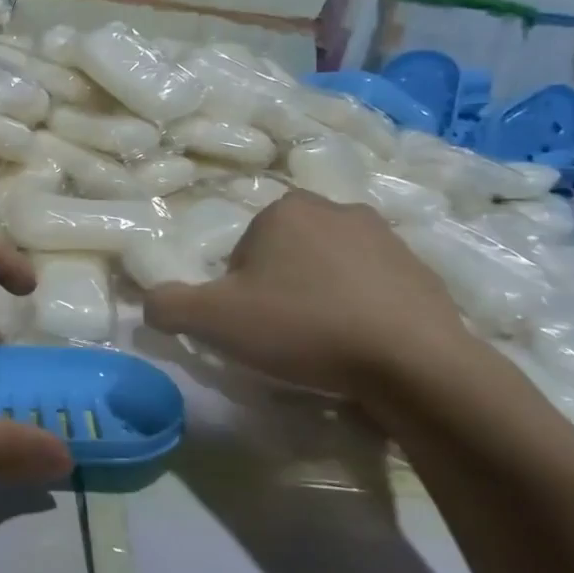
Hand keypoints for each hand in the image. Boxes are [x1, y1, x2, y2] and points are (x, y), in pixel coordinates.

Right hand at [145, 190, 465, 394]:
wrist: (415, 364)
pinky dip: (363, 313)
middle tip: (285, 340)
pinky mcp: (424, 272)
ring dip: (321, 301)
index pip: (242, 253)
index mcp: (284, 210)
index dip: (238, 293)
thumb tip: (149, 303)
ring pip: (330, 271)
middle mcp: (336, 209)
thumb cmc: (304, 327)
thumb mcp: (215, 320)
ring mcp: (387, 238)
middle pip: (285, 258)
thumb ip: (168, 305)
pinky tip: (364, 349)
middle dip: (280, 292)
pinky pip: (374, 290)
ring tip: (327, 349)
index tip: (253, 327)